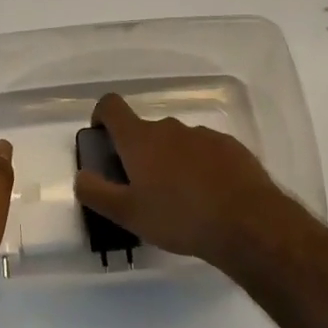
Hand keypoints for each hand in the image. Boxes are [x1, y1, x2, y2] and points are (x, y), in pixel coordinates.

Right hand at [71, 93, 305, 275]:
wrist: (247, 222)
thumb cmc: (179, 217)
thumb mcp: (128, 214)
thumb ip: (96, 192)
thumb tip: (81, 175)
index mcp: (140, 139)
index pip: (111, 106)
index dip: (102, 116)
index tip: (103, 138)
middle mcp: (170, 128)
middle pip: (145, 131)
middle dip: (140, 153)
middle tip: (143, 189)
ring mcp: (202, 135)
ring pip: (176, 142)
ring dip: (171, 161)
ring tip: (180, 199)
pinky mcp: (230, 147)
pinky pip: (205, 151)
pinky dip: (200, 167)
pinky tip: (209, 197)